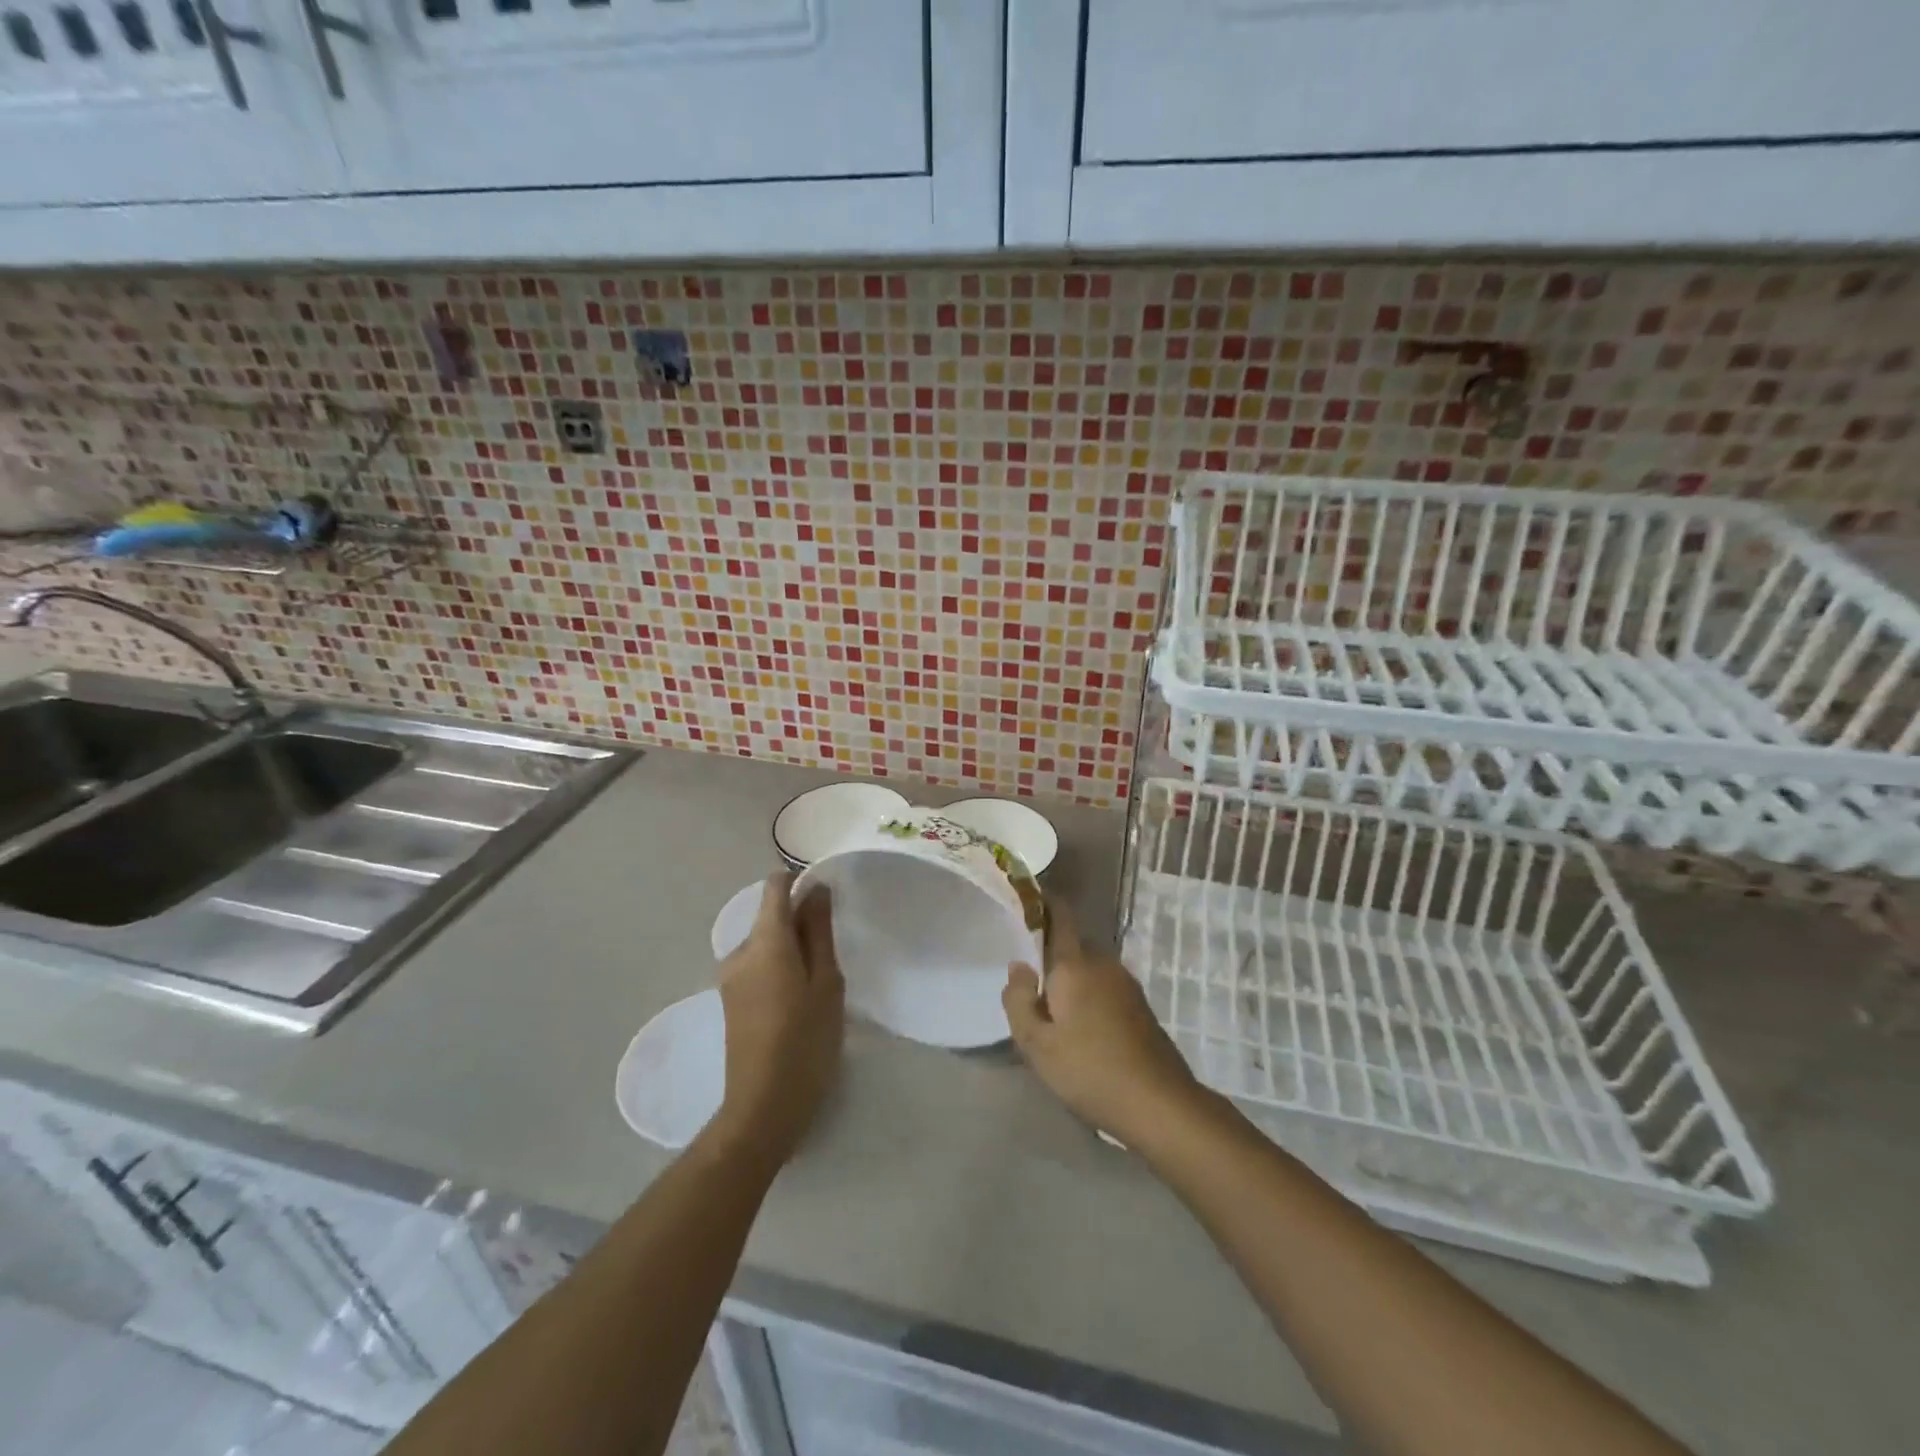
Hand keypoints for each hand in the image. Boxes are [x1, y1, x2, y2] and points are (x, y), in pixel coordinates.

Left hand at [710, 873, 844, 1168]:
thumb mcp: (826, 983)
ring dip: (790, 947)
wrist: (762, 1107)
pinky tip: (798, 999)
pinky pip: (756, 964)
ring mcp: (729, 976)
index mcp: (765, 941)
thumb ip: (819, 932)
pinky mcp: (729, 998)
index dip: (800, 881)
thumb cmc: (806, 1042)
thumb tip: (816, 889)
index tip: (826, 899)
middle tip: (832, 953)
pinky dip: (778, 967)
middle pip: (770, 915)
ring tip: (819, 982)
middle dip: (800, 921)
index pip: (775, 886)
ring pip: (764, 942)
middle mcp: (740, 951)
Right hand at [1002, 899, 1201, 1147]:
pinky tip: (1081, 1030)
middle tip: (1027, 982)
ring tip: (1051, 1012)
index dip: (1042, 902)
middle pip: (1072, 944)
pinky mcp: (1140, 1006)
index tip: (1024, 903)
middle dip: (1050, 955)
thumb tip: (1018, 966)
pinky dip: (1088, 996)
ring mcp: (1126, 983)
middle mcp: (1103, 963)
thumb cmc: (1089, 1070)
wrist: (1160, 1104)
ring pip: (1089, 968)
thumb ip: (1019, 1000)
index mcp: (1075, 963)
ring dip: (1070, 980)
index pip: (1060, 914)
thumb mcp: (1037, 1044)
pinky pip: (1104, 986)